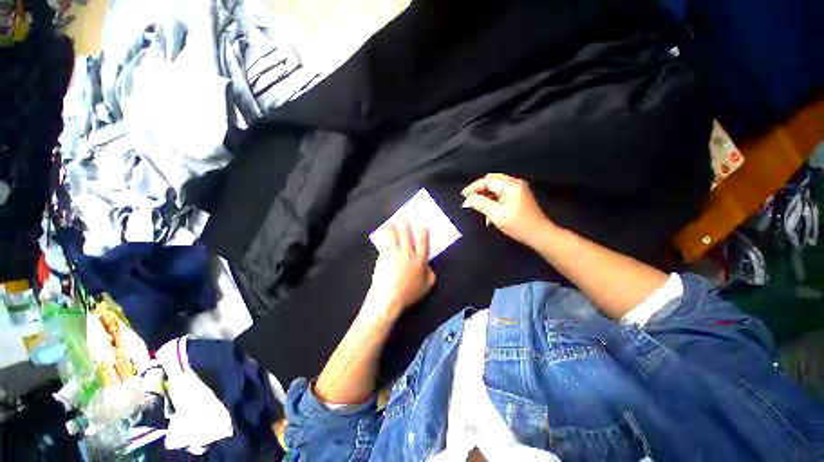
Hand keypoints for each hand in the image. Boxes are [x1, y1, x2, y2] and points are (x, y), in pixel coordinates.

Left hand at [362, 221, 435, 321]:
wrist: (388, 298)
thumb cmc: (409, 294)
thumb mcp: (427, 285)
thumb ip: (430, 272)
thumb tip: (427, 264)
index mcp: (419, 259)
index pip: (423, 240)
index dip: (422, 230)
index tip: (421, 224)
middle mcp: (407, 253)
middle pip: (406, 233)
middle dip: (405, 224)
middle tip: (403, 218)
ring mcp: (393, 253)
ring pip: (392, 235)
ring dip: (391, 227)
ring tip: (390, 222)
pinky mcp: (382, 256)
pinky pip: (383, 245)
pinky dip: (383, 239)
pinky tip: (381, 237)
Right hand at [461, 173, 553, 246]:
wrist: (539, 234)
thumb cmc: (518, 224)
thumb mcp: (496, 214)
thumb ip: (481, 204)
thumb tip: (469, 198)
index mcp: (511, 186)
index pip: (487, 181)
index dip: (474, 187)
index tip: (463, 196)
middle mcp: (515, 183)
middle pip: (491, 181)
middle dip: (479, 190)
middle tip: (470, 199)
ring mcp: (518, 189)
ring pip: (495, 187)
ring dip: (485, 196)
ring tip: (478, 207)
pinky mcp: (518, 196)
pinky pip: (501, 193)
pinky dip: (492, 200)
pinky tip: (489, 212)